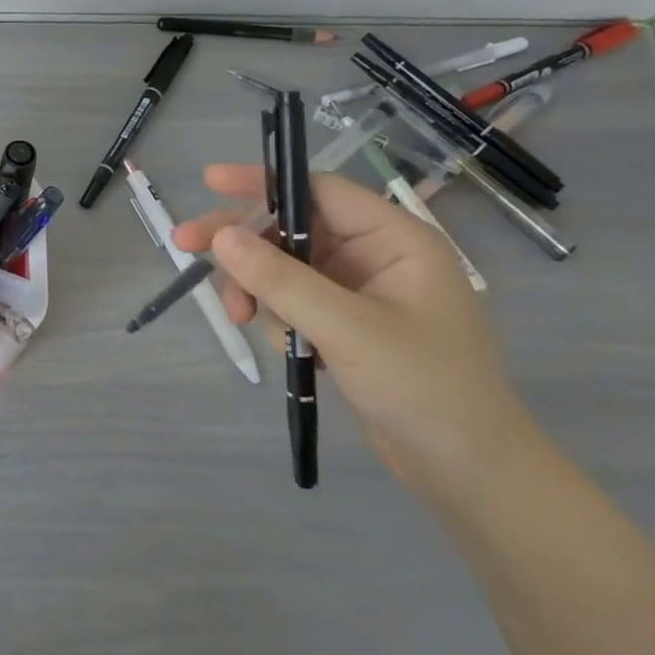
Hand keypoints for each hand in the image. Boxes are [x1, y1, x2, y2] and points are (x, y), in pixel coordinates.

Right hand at [173, 166, 534, 491]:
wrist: (468, 473)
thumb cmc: (423, 389)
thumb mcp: (346, 329)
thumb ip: (280, 280)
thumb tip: (221, 236)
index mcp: (394, 239)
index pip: (319, 191)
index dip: (263, 182)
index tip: (209, 182)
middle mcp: (376, 255)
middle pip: (292, 228)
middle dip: (243, 242)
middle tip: (185, 245)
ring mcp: (360, 291)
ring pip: (285, 266)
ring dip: (256, 286)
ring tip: (239, 317)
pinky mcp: (346, 324)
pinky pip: (294, 299)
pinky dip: (275, 312)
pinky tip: (282, 342)